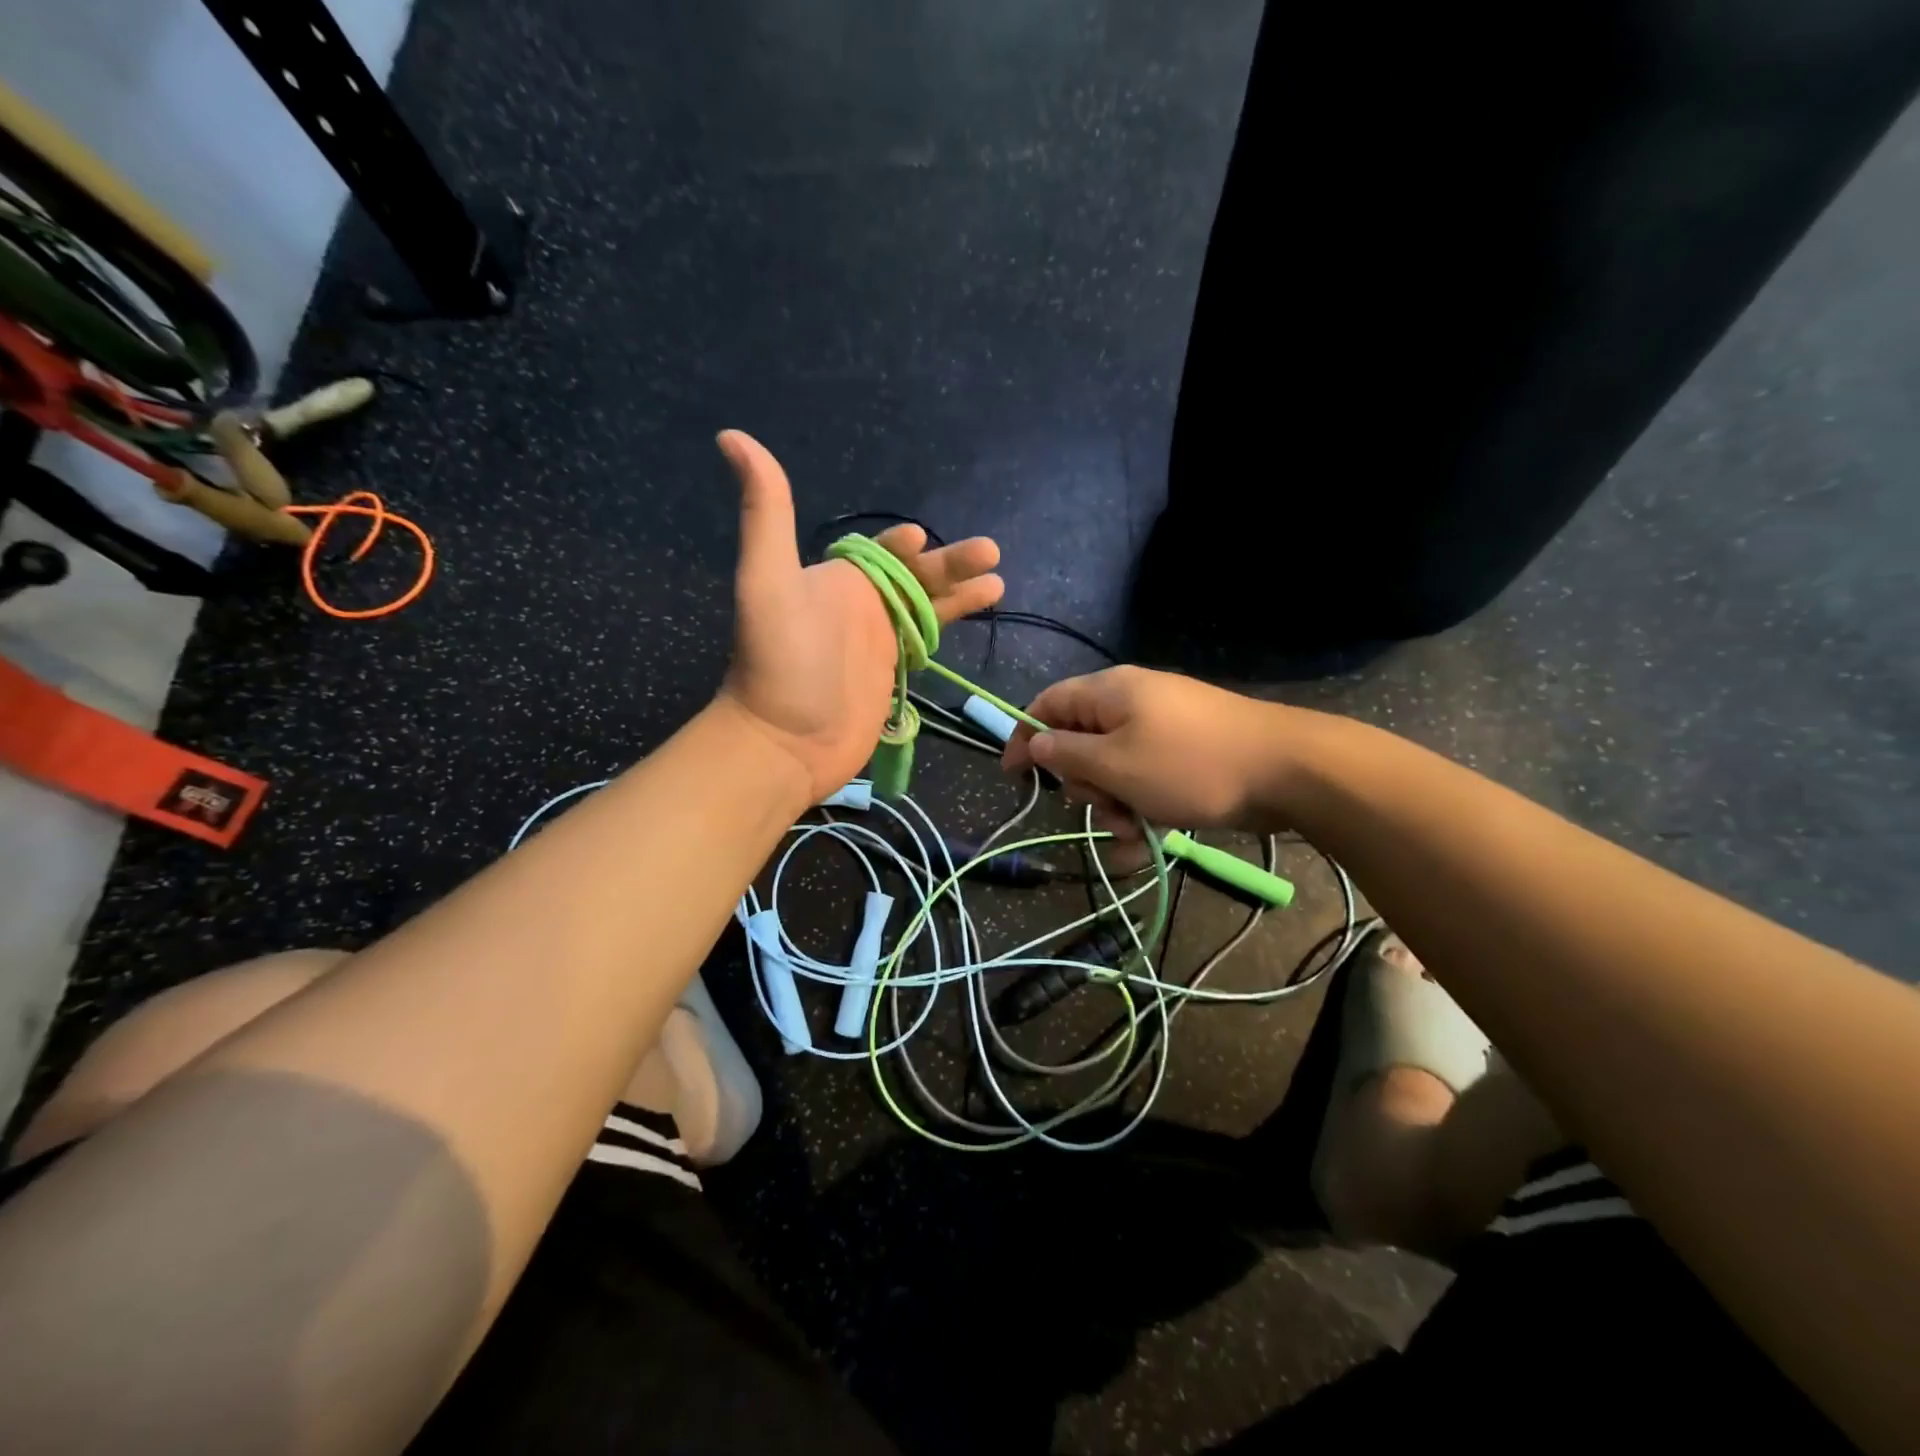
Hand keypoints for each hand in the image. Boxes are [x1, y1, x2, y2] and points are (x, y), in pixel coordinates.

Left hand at [716, 431, 1004, 799]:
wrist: (785, 742)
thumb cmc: (779, 662)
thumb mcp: (767, 579)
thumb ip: (766, 512)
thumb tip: (733, 436)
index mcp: (837, 580)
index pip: (878, 552)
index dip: (903, 545)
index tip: (921, 539)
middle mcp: (860, 605)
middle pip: (916, 576)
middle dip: (951, 563)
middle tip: (990, 552)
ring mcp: (879, 642)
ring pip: (929, 607)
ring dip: (961, 592)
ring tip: (998, 580)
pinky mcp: (894, 674)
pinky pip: (927, 640)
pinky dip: (952, 625)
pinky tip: (981, 617)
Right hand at [1002, 666, 1291, 833]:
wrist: (1287, 770)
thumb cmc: (1188, 765)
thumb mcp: (1115, 764)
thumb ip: (1066, 753)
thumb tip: (1034, 742)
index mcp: (1109, 693)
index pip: (1046, 704)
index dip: (1023, 736)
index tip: (1013, 776)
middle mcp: (1132, 702)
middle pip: (1080, 740)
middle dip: (1083, 782)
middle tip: (1102, 806)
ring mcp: (1162, 726)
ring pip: (1113, 766)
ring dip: (1113, 802)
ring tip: (1134, 829)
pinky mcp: (1185, 752)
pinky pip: (1146, 776)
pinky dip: (1142, 804)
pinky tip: (1150, 837)